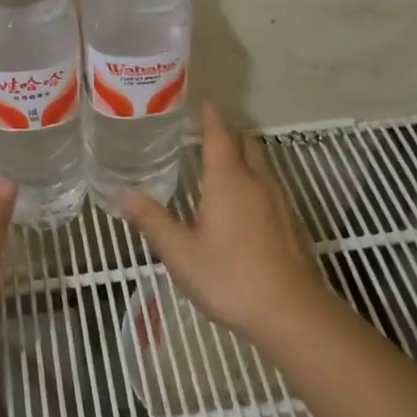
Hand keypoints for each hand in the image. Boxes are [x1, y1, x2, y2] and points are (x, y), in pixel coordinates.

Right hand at [122, 103, 329, 340]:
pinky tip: (244, 205)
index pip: (220, 136)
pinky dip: (256, 181)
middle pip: (247, 143)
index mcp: (228, 181)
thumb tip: (123, 193)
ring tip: (222, 165)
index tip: (202, 103)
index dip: (210, 118)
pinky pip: (272, 186)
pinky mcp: (292, 222)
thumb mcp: (180, 253)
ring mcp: (280, 202)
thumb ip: (152, 221)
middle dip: (229, 134)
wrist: (291, 313)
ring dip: (244, 156)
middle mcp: (257, 182)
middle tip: (206, 135)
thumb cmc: (229, 278)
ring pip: (263, 164)